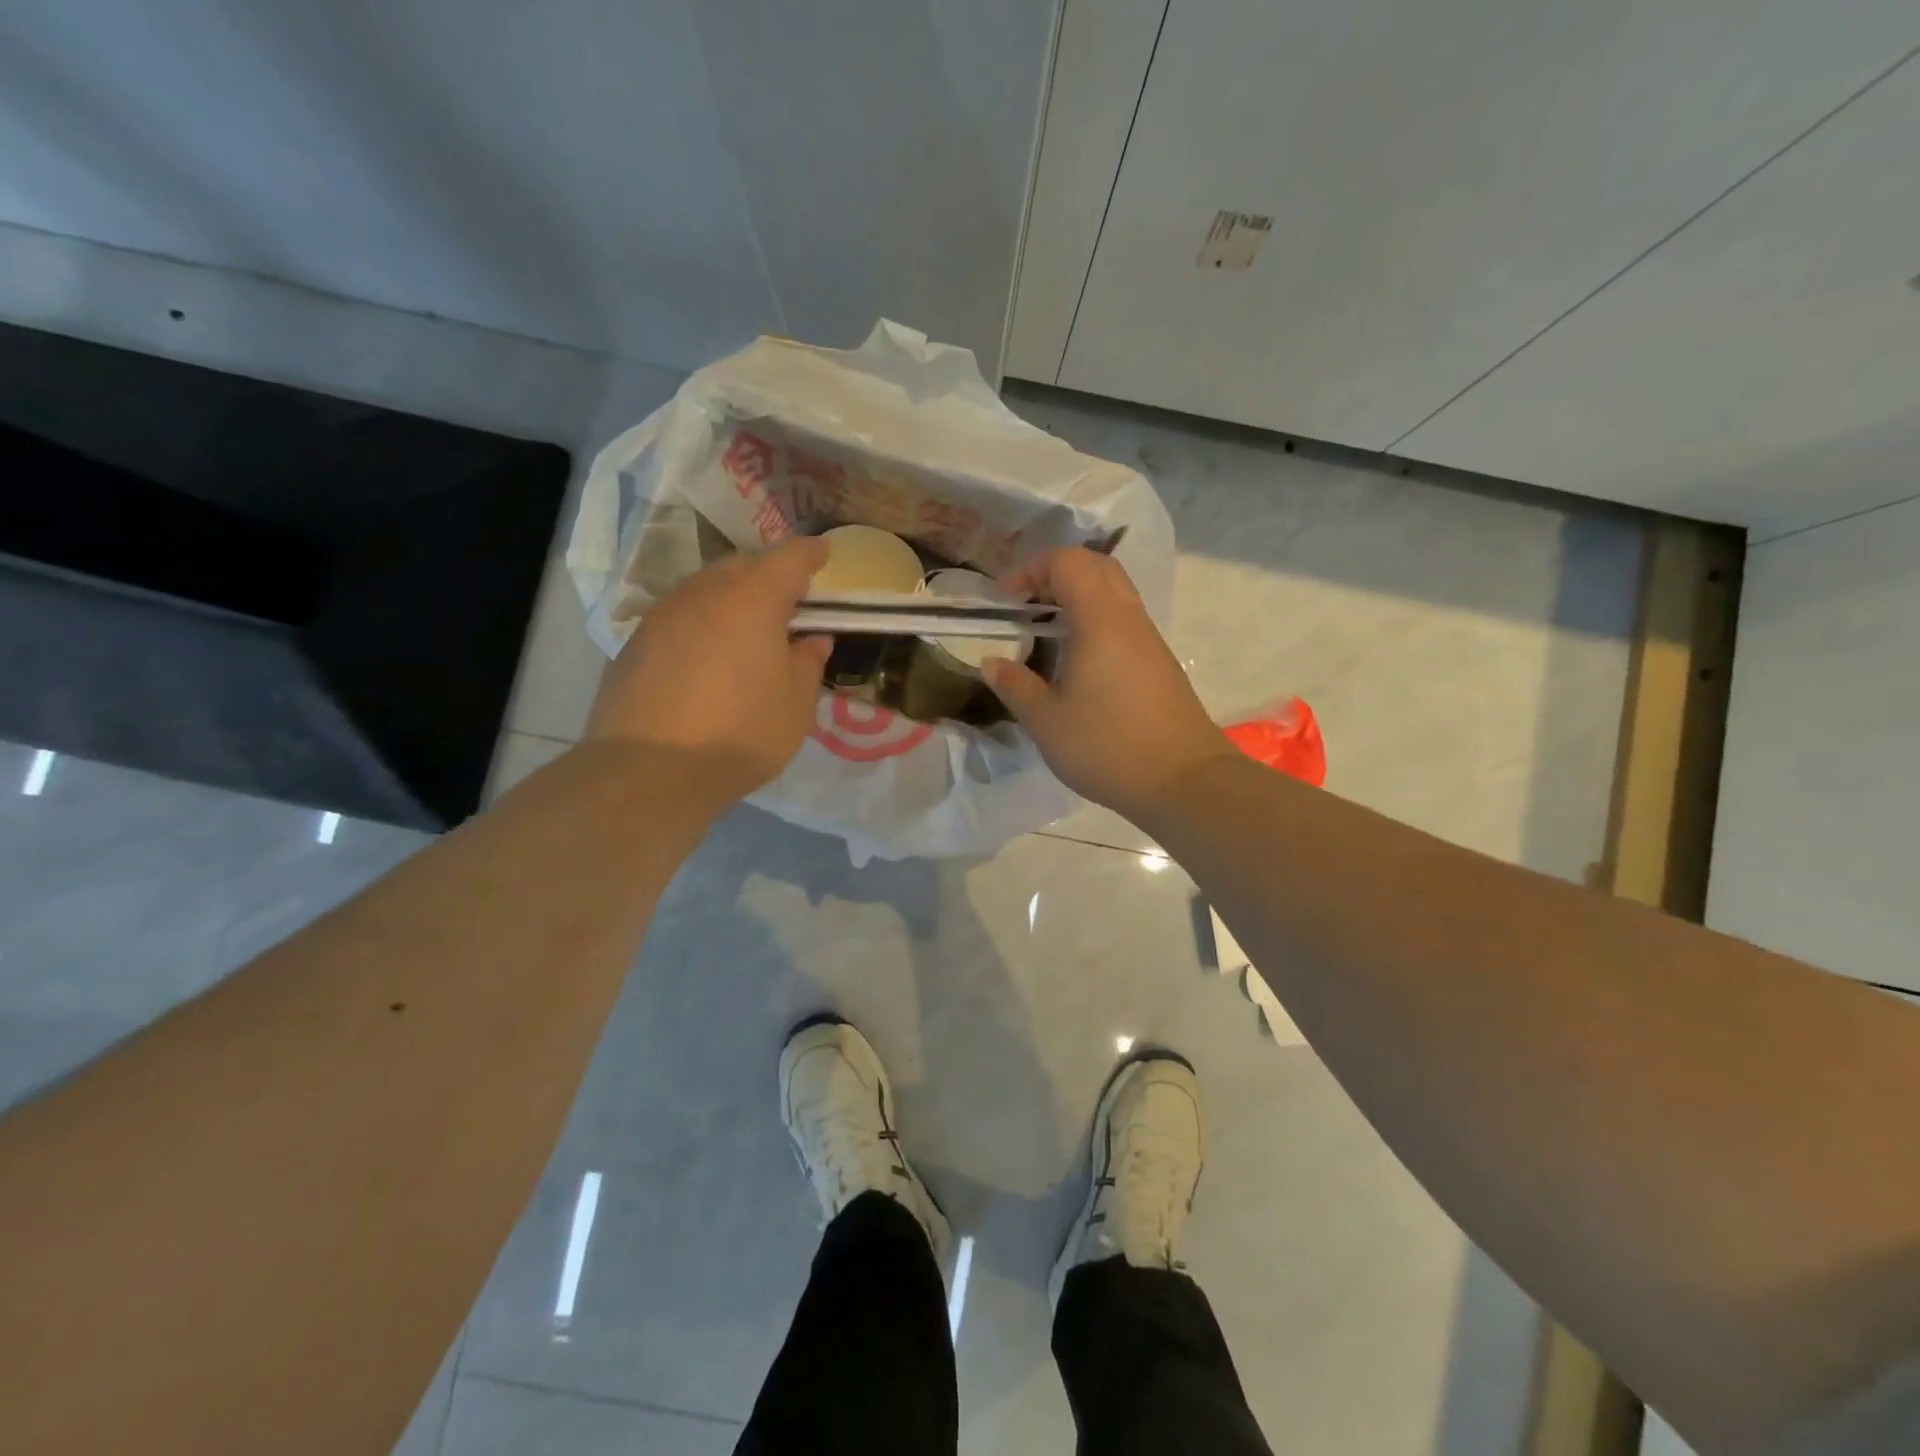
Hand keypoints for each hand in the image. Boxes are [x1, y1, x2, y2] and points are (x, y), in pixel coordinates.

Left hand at [586, 537, 830, 800]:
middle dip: (769, 574)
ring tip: (748, 628)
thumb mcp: (796, 704)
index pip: (789, 558)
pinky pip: (681, 616)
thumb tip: (811, 639)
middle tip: (788, 601)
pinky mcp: (636, 641)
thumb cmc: (741, 733)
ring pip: (706, 588)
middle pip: (743, 566)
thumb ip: (808, 662)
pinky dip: (703, 622)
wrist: (649, 771)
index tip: (824, 554)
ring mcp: (664, 614)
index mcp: (753, 599)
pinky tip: (709, 655)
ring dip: (732, 597)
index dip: (811, 554)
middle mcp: (705, 592)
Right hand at [983, 547, 1234, 820]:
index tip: (1005, 601)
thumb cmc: (1108, 748)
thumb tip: (991, 663)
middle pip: (1096, 566)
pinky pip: (1124, 620)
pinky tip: (1077, 660)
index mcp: (1100, 622)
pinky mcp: (1159, 662)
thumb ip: (1015, 686)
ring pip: (1115, 592)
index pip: (1067, 563)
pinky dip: (1095, 619)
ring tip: (1047, 631)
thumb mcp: (1047, 723)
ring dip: (1078, 597)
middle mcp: (1129, 619)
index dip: (1030, 570)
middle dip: (1055, 574)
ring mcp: (1149, 640)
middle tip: (1027, 605)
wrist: (1185, 781)